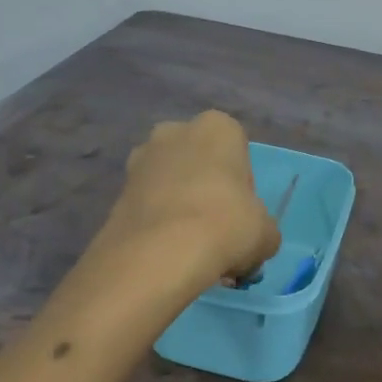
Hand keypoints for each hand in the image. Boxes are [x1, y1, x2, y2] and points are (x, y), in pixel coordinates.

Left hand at [103, 111, 280, 285]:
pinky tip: (166, 253)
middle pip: (198, 159)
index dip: (241, 183)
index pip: (237, 148)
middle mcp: (174, 131)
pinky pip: (146, 204)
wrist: (159, 254)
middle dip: (205, 186)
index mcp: (217, 127)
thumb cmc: (226, 225)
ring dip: (178, 203)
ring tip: (189, 246)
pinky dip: (156, 222)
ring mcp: (139, 159)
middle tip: (215, 227)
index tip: (241, 213)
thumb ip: (262, 227)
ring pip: (169, 180)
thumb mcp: (266, 232)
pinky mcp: (115, 191)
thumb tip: (255, 238)